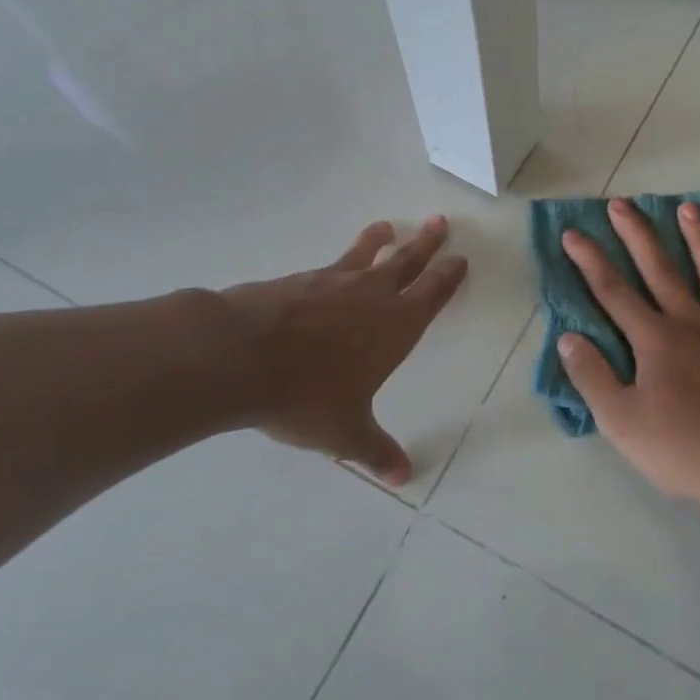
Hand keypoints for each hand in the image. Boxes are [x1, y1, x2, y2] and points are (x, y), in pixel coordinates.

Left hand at [224, 216, 466, 485]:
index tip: (460, 258)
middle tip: (440, 222)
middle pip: (406, 262)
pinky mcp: (297, 281)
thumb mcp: (345, 432)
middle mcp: (370, 296)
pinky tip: (331, 268)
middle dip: (426, 244)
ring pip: (365, 255)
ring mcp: (332, 283)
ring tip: (386, 226)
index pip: (432, 294)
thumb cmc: (306, 395)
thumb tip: (403, 477)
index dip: (448, 276)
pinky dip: (339, 261)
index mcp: (395, 327)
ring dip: (379, 241)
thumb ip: (375, 450)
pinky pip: (329, 266)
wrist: (239, 356)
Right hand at [559, 199, 699, 514]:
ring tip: (689, 208)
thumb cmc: (685, 450)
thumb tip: (568, 337)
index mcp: (655, 340)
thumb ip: (592, 377)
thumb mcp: (621, 422)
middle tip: (621, 203)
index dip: (589, 261)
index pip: (613, 292)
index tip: (573, 233)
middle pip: (660, 269)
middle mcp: (693, 322)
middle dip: (637, 235)